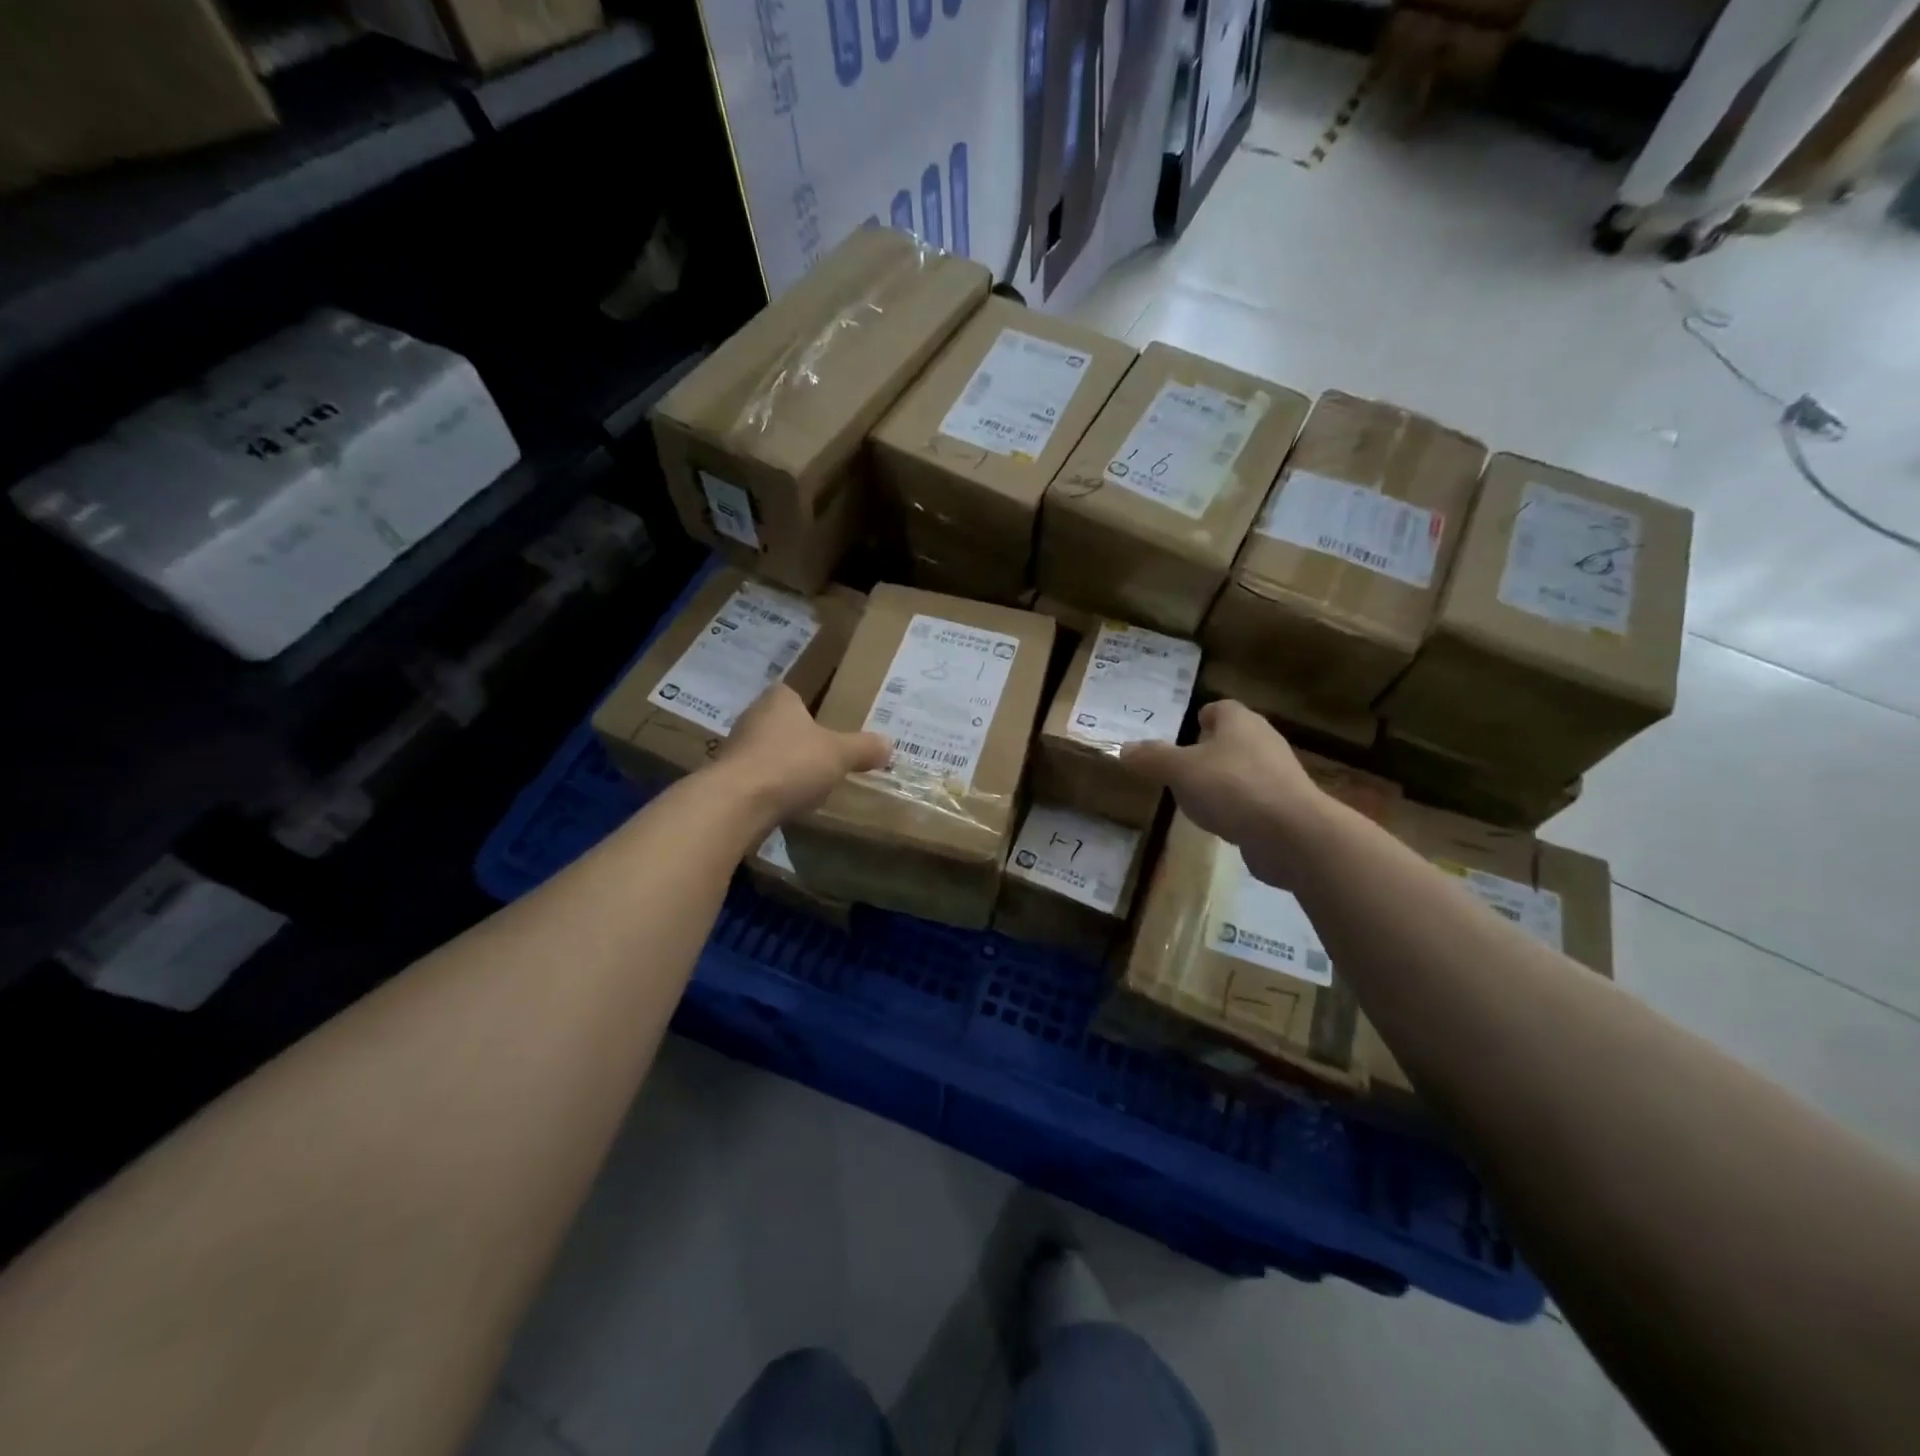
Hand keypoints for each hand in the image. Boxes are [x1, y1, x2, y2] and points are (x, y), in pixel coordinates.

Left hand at [716, 684, 888, 825]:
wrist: (736, 803)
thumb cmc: (791, 764)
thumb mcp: (839, 754)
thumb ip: (864, 747)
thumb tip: (889, 743)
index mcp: (778, 700)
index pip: (793, 693)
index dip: (810, 707)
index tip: (827, 725)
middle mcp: (752, 717)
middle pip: (780, 723)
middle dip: (799, 738)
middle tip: (825, 755)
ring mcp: (735, 748)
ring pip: (767, 751)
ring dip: (784, 765)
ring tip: (808, 782)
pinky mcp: (726, 779)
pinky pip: (757, 778)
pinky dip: (771, 787)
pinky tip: (786, 803)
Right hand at [1119, 700, 1326, 882]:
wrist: (1292, 834)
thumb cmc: (1232, 787)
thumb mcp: (1179, 770)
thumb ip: (1151, 758)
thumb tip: (1124, 749)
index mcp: (1239, 721)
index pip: (1218, 708)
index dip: (1197, 719)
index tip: (1180, 737)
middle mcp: (1263, 740)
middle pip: (1231, 738)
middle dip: (1206, 751)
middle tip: (1178, 769)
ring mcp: (1278, 774)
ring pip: (1242, 770)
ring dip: (1221, 781)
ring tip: (1195, 799)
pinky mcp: (1286, 806)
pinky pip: (1253, 799)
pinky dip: (1236, 807)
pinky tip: (1221, 823)